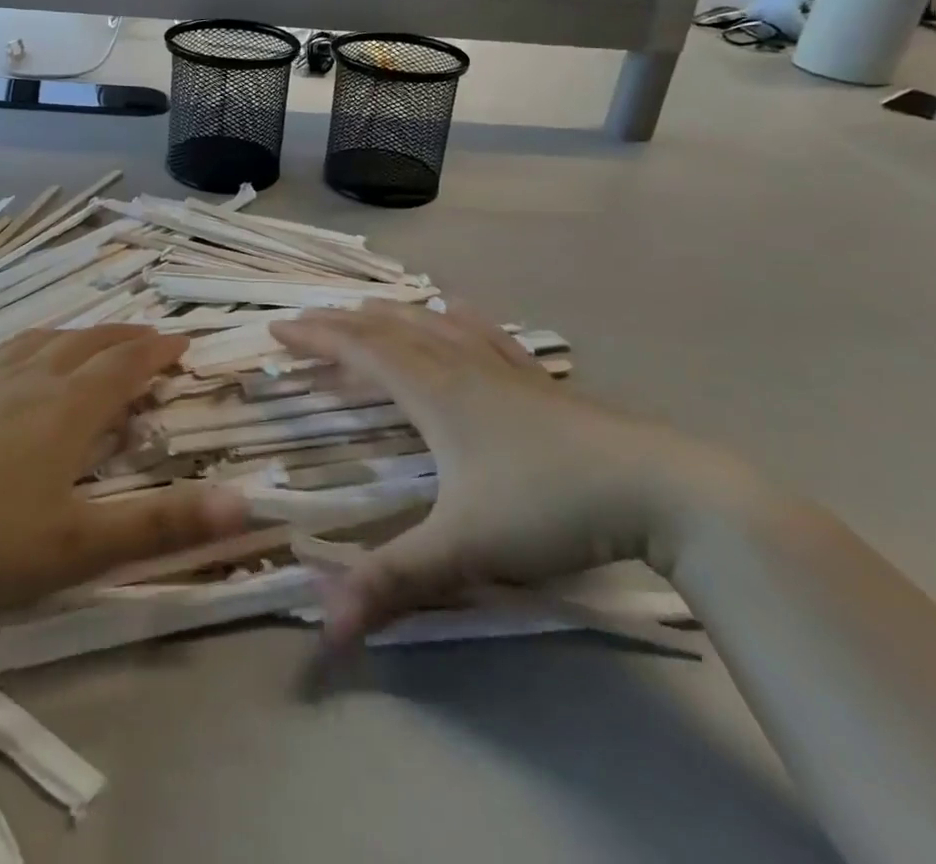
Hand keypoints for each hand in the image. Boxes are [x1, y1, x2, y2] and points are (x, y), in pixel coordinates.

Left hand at [0, 327, 246, 618]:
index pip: (128, 364)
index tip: (186, 341)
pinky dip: (37, 341)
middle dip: (129, 337)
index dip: (161, 351)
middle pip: (92, 342)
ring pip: (49, 339)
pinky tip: (24, 355)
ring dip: (85, 333)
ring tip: (98, 338)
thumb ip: (159, 526)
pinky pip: (8, 347)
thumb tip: (243, 502)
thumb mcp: (75, 546)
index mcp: (69, 406)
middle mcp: (33, 377)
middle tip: (152, 338)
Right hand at [274, 303, 745, 645]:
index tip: (278, 327)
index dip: (317, 337)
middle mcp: (461, 367)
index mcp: (435, 393)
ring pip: (434, 326)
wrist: (658, 490)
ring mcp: (503, 370)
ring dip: (393, 316)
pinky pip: (486, 335)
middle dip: (343, 323)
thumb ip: (393, 582)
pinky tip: (457, 309)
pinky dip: (459, 319)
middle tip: (307, 320)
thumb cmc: (550, 509)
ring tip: (367, 308)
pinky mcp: (538, 381)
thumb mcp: (464, 550)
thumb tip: (324, 626)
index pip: (361, 351)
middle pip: (391, 331)